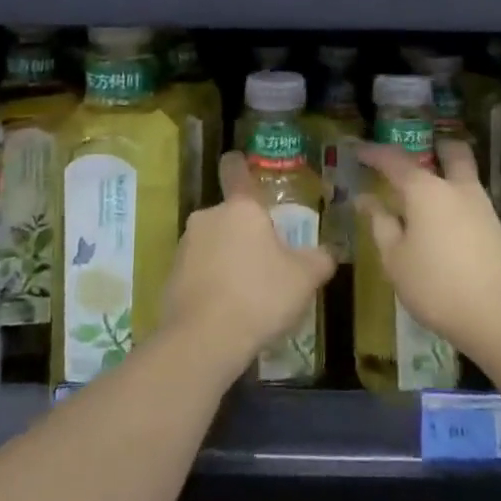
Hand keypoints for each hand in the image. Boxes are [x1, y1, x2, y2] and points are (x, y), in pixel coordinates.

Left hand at [161, 151, 335, 381]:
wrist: (203, 340)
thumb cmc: (259, 296)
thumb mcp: (304, 279)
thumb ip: (319, 259)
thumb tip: (330, 251)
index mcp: (241, 208)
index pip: (237, 172)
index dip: (239, 164)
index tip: (239, 160)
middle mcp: (208, 217)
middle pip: (229, 216)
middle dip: (244, 233)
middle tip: (266, 260)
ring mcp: (185, 247)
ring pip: (213, 244)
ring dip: (227, 258)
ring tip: (248, 292)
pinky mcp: (171, 276)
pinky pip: (198, 271)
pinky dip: (211, 282)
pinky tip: (226, 309)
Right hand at [356, 136, 500, 364]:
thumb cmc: (438, 286)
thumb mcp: (396, 260)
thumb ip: (381, 225)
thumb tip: (366, 200)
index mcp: (426, 190)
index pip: (394, 160)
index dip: (374, 153)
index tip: (358, 151)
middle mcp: (456, 188)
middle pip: (451, 152)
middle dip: (433, 148)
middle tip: (413, 158)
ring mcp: (481, 207)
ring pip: (464, 175)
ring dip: (446, 174)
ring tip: (421, 195)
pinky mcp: (496, 230)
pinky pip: (470, 201)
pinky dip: (453, 201)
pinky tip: (440, 224)